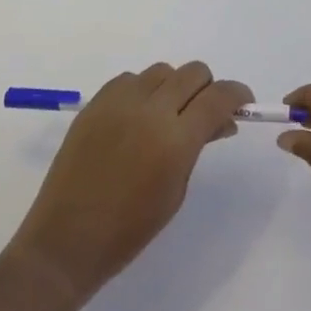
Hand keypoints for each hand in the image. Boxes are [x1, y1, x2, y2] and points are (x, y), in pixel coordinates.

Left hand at [9, 62, 252, 300]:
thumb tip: (221, 121)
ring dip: (173, 87)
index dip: (237, 94)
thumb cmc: (130, 229)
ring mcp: (119, 102)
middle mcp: (150, 110)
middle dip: (207, 88)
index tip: (242, 103)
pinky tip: (137, 118)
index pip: (218, 97)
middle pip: (192, 73)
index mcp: (176, 139)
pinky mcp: (95, 103)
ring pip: (161, 71)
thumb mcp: (176, 190)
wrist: (67, 238)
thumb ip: (198, 147)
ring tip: (167, 116)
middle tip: (204, 112)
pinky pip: (130, 79)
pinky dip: (142, 90)